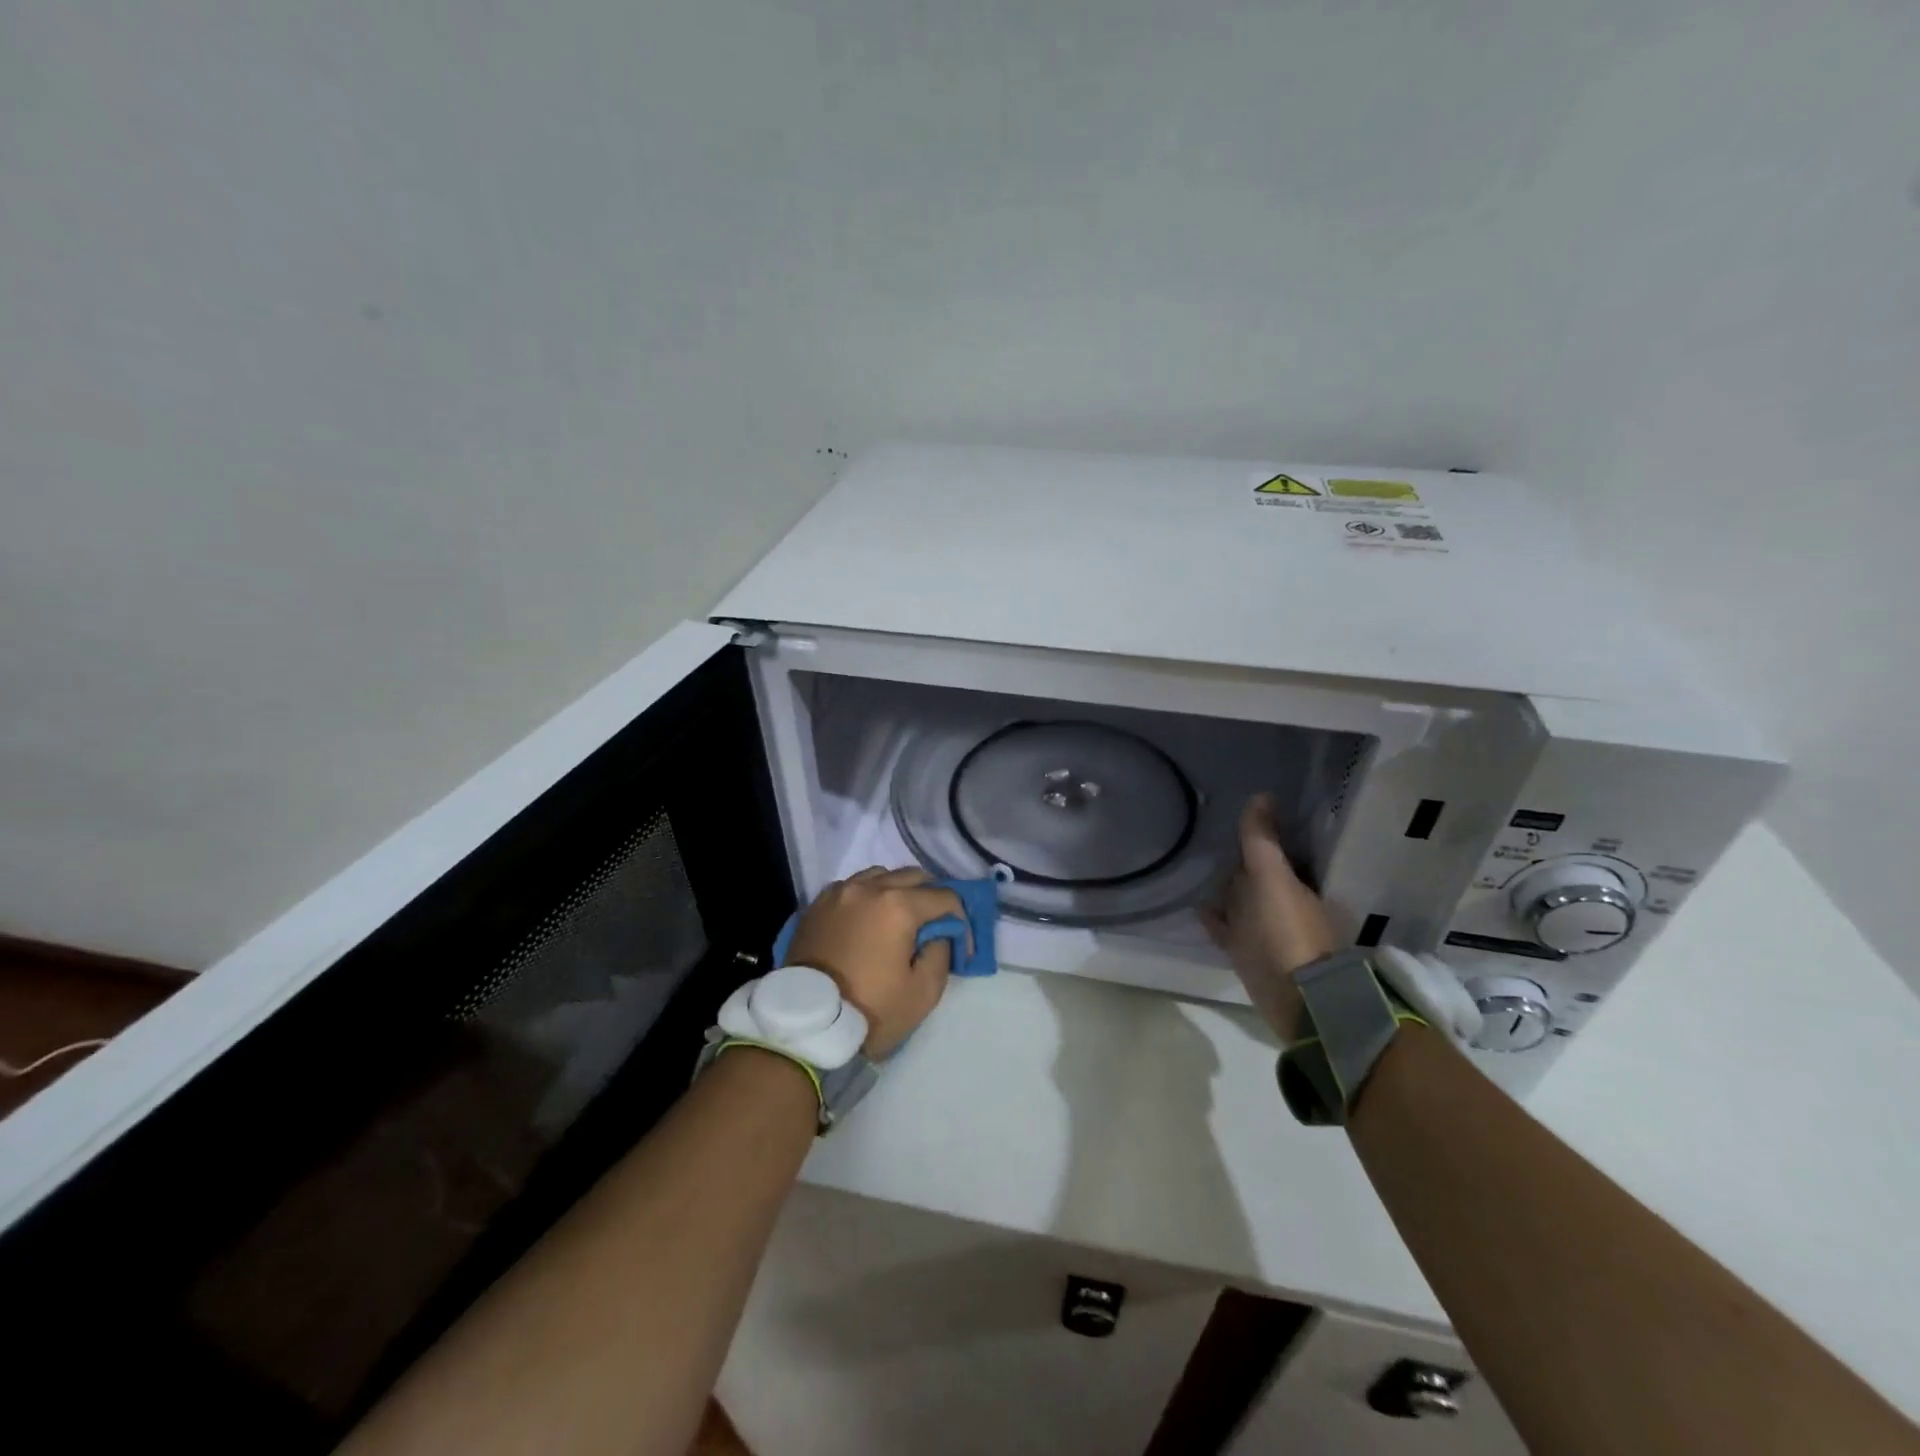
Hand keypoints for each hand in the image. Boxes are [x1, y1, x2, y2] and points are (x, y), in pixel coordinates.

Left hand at [784, 867, 963, 1058]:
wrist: (807, 1023)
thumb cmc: (870, 1009)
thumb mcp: (923, 992)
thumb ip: (941, 953)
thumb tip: (939, 933)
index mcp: (898, 905)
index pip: (945, 897)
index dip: (960, 920)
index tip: (961, 946)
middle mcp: (870, 887)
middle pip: (914, 877)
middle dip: (932, 897)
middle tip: (935, 926)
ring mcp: (840, 892)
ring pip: (881, 875)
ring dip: (898, 890)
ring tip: (899, 918)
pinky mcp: (818, 904)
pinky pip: (852, 886)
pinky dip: (868, 895)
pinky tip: (868, 918)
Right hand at [1201, 795, 1338, 1041]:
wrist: (1295, 998)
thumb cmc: (1285, 930)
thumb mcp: (1271, 877)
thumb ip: (1262, 839)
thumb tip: (1262, 794)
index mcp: (1293, 883)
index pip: (1272, 852)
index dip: (1258, 835)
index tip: (1233, 817)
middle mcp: (1281, 904)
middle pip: (1255, 876)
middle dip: (1238, 861)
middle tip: (1208, 838)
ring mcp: (1263, 930)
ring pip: (1240, 901)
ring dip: (1224, 888)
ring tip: (1195, 867)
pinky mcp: (1246, 952)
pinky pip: (1226, 927)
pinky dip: (1214, 916)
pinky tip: (1196, 906)